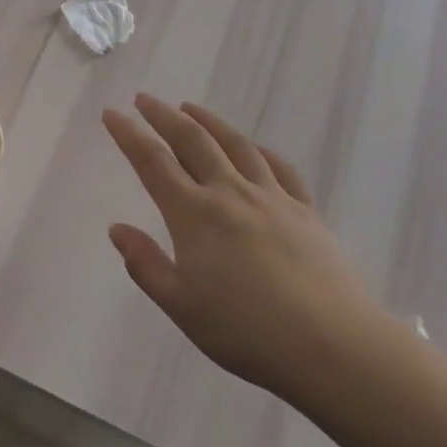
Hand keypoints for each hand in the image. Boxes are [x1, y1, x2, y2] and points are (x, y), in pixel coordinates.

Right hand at [101, 94, 382, 398]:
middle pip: (193, 141)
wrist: (334, 347)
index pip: (153, 162)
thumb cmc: (246, 330)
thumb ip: (145, 264)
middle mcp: (230, 194)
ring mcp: (272, 199)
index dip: (129, 134)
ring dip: (208, 121)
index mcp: (194, 215)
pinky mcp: (306, 212)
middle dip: (164, 116)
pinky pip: (279, 168)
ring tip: (190, 108)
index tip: (112, 113)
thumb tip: (117, 229)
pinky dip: (258, 150)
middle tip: (145, 99)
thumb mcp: (180, 305)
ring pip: (235, 145)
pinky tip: (252, 148)